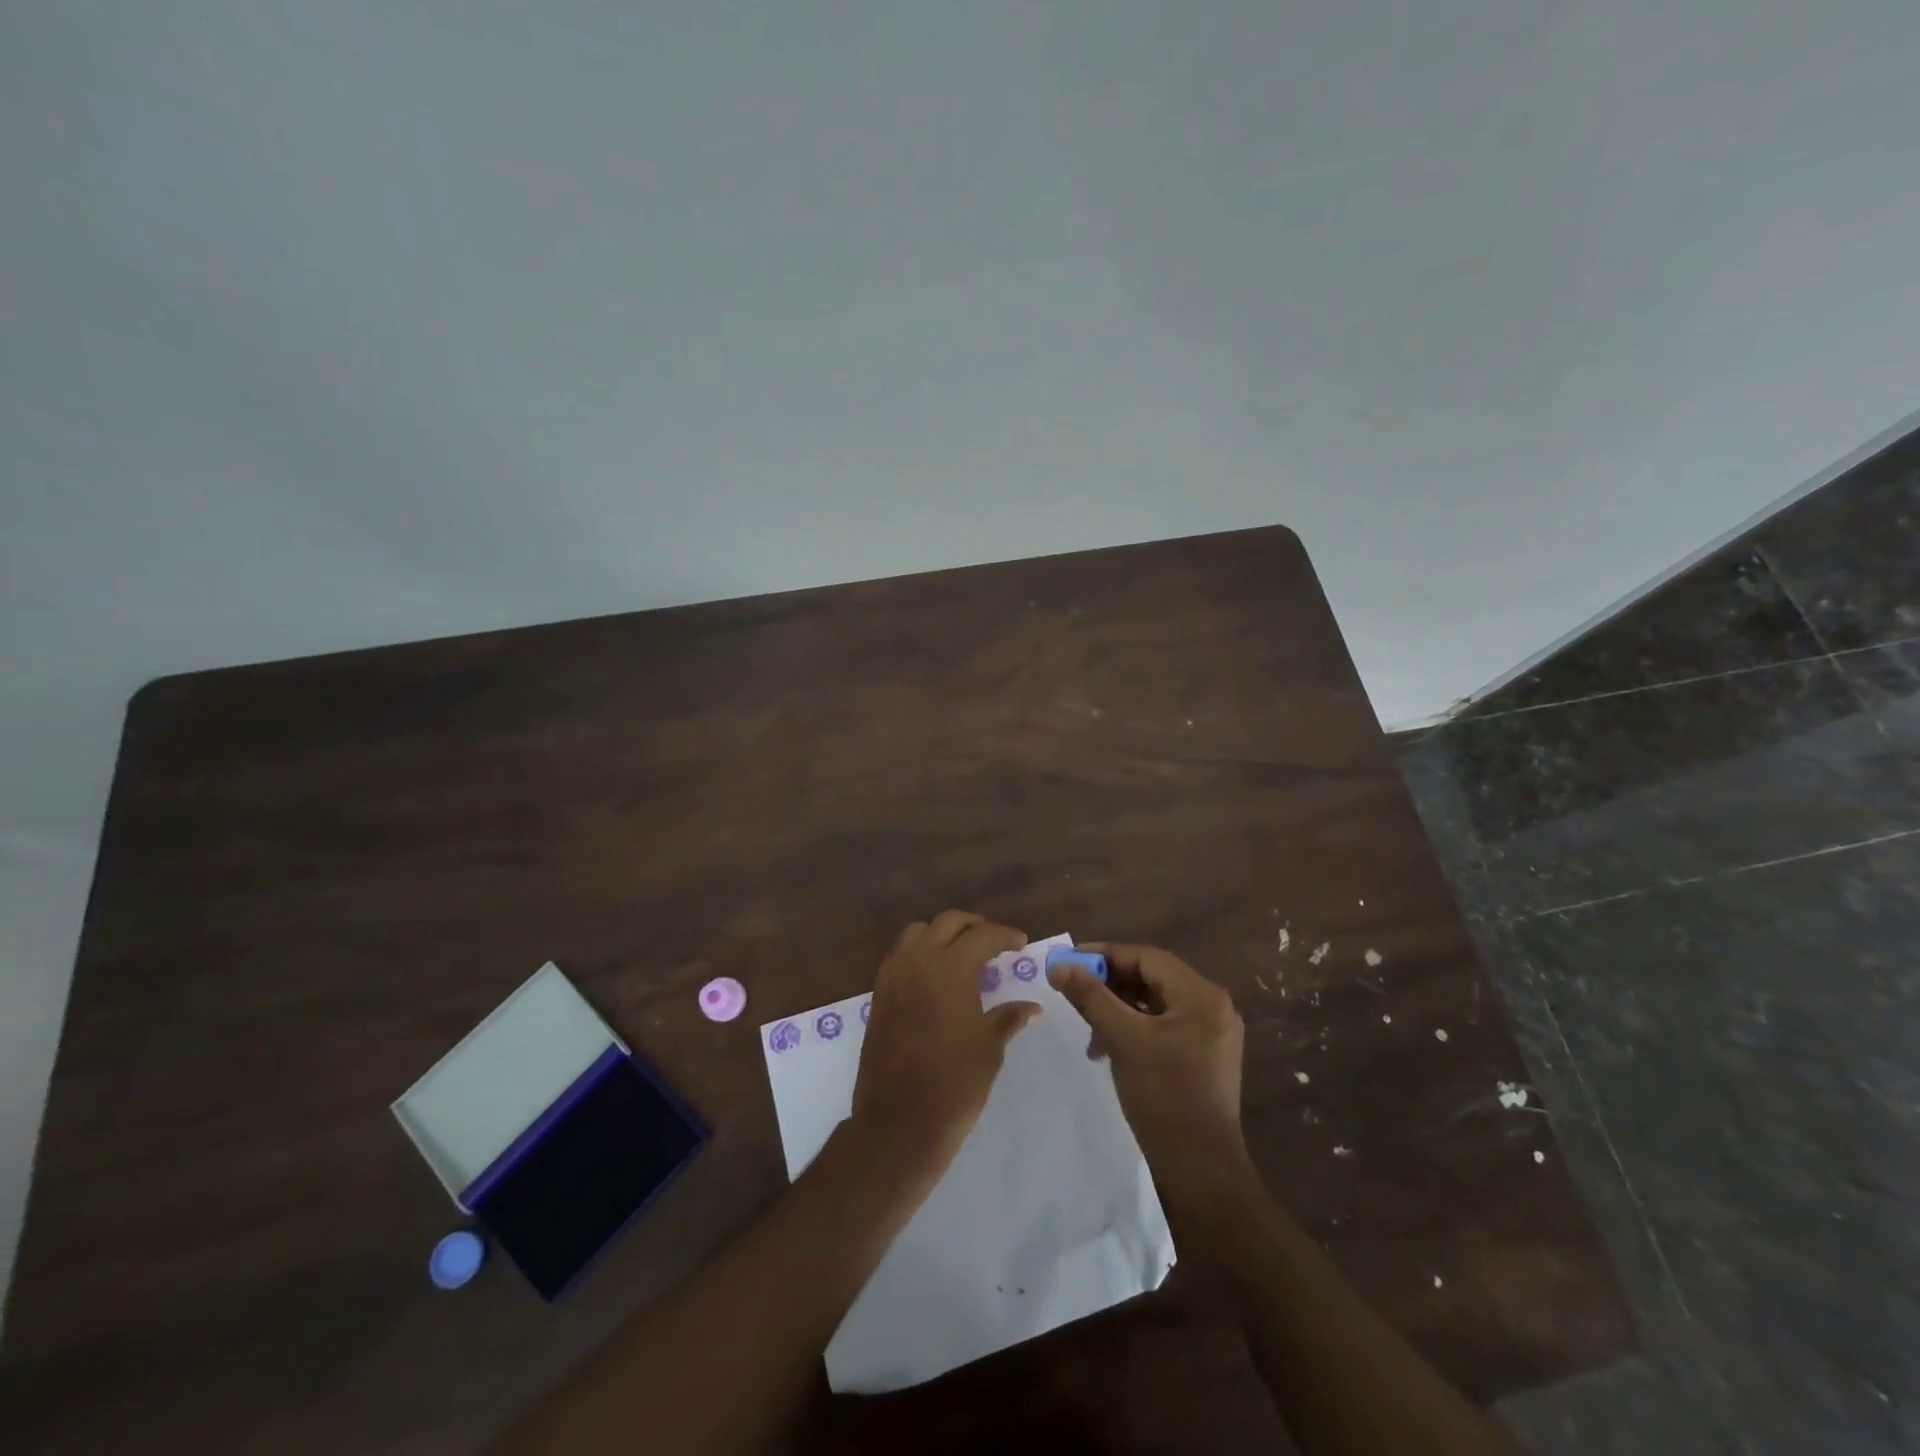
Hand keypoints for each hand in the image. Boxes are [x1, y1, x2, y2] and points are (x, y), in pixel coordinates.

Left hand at [852, 911, 1041, 1174]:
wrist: (899, 1122)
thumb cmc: (954, 1084)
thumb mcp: (989, 1048)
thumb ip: (1008, 1018)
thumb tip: (1032, 1008)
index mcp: (951, 969)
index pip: (982, 935)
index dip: (1005, 935)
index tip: (1021, 944)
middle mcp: (919, 961)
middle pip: (948, 922)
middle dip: (974, 926)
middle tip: (994, 942)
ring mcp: (894, 976)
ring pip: (917, 932)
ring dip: (942, 934)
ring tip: (962, 953)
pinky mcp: (879, 994)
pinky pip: (900, 955)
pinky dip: (919, 952)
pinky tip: (934, 976)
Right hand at [1048, 942, 1251, 1206]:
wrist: (1200, 1169)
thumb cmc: (1163, 1096)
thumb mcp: (1122, 1039)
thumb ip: (1091, 997)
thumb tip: (1059, 965)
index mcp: (1202, 995)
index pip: (1146, 957)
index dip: (1105, 954)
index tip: (1069, 959)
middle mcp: (1213, 1006)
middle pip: (1153, 978)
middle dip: (1110, 982)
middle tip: (1073, 987)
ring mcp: (1212, 1033)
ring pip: (1156, 1003)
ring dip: (1119, 1006)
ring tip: (1087, 1024)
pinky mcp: (1205, 1057)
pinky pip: (1164, 1025)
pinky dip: (1135, 1027)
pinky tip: (1108, 1045)